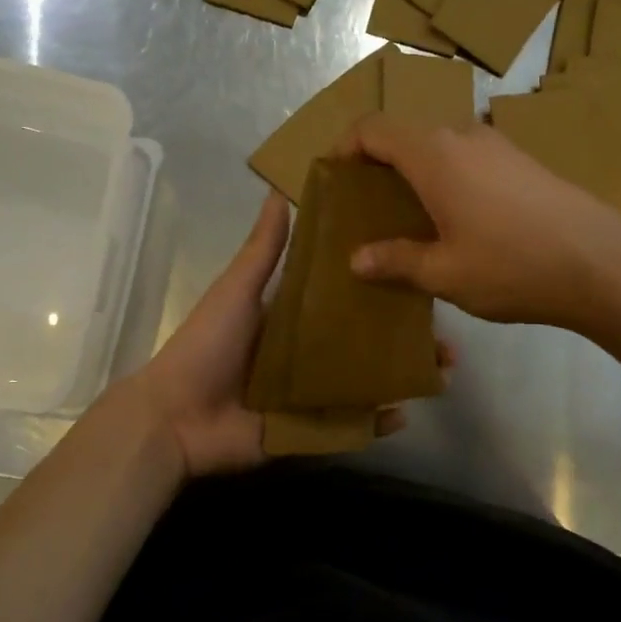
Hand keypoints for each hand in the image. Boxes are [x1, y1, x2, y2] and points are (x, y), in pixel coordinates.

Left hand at [124, 192, 441, 477]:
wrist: (175, 417)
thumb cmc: (206, 347)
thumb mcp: (237, 291)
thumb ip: (263, 251)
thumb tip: (279, 192)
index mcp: (293, 319)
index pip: (347, 301)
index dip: (383, 293)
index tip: (420, 282)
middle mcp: (308, 355)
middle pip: (366, 344)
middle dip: (405, 341)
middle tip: (445, 340)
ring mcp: (311, 395)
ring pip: (366, 383)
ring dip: (401, 378)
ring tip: (440, 372)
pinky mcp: (308, 429)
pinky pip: (350, 425)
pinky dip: (376, 422)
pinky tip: (404, 413)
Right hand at [341, 114, 620, 330]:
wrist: (601, 264)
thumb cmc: (511, 266)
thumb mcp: (444, 272)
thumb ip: (396, 261)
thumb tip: (357, 260)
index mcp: (434, 154)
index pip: (374, 128)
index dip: (346, 146)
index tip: (336, 177)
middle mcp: (464, 136)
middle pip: (407, 134)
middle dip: (381, 163)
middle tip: (370, 207)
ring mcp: (499, 146)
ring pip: (441, 146)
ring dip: (418, 171)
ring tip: (412, 218)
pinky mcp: (524, 162)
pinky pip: (470, 159)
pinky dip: (449, 178)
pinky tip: (459, 221)